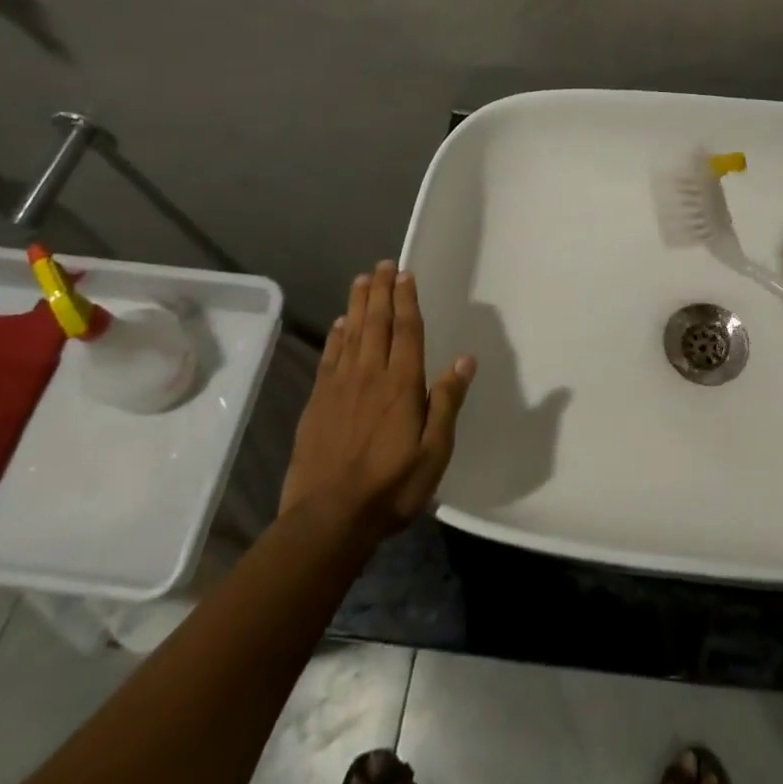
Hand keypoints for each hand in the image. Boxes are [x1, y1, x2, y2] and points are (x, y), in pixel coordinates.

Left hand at [280, 262, 475, 535]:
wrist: (328, 518)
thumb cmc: (391, 487)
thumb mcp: (434, 452)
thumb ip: (447, 402)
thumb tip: (464, 360)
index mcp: (401, 385)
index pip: (406, 331)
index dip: (406, 300)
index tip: (405, 274)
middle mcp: (370, 375)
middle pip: (376, 323)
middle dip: (381, 292)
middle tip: (383, 265)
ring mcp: (340, 387)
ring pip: (351, 333)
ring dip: (358, 304)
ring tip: (362, 279)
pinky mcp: (318, 402)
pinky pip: (329, 357)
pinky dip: (336, 336)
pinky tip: (340, 324)